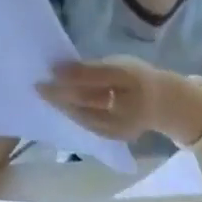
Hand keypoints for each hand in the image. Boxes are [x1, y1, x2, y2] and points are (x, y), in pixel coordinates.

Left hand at [37, 56, 182, 143]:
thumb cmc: (137, 78)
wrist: (162, 105)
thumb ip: (96, 69)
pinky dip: (76, 118)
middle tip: (39, 88)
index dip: (72, 75)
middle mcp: (126, 105)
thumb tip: (64, 72)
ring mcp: (122, 126)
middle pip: (88, 102)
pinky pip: (93, 127)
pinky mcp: (118, 137)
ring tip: (48, 98)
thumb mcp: (120, 64)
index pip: (95, 78)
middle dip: (62, 95)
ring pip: (88, 118)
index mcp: (129, 79)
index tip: (50, 70)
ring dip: (65, 109)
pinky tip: (64, 111)